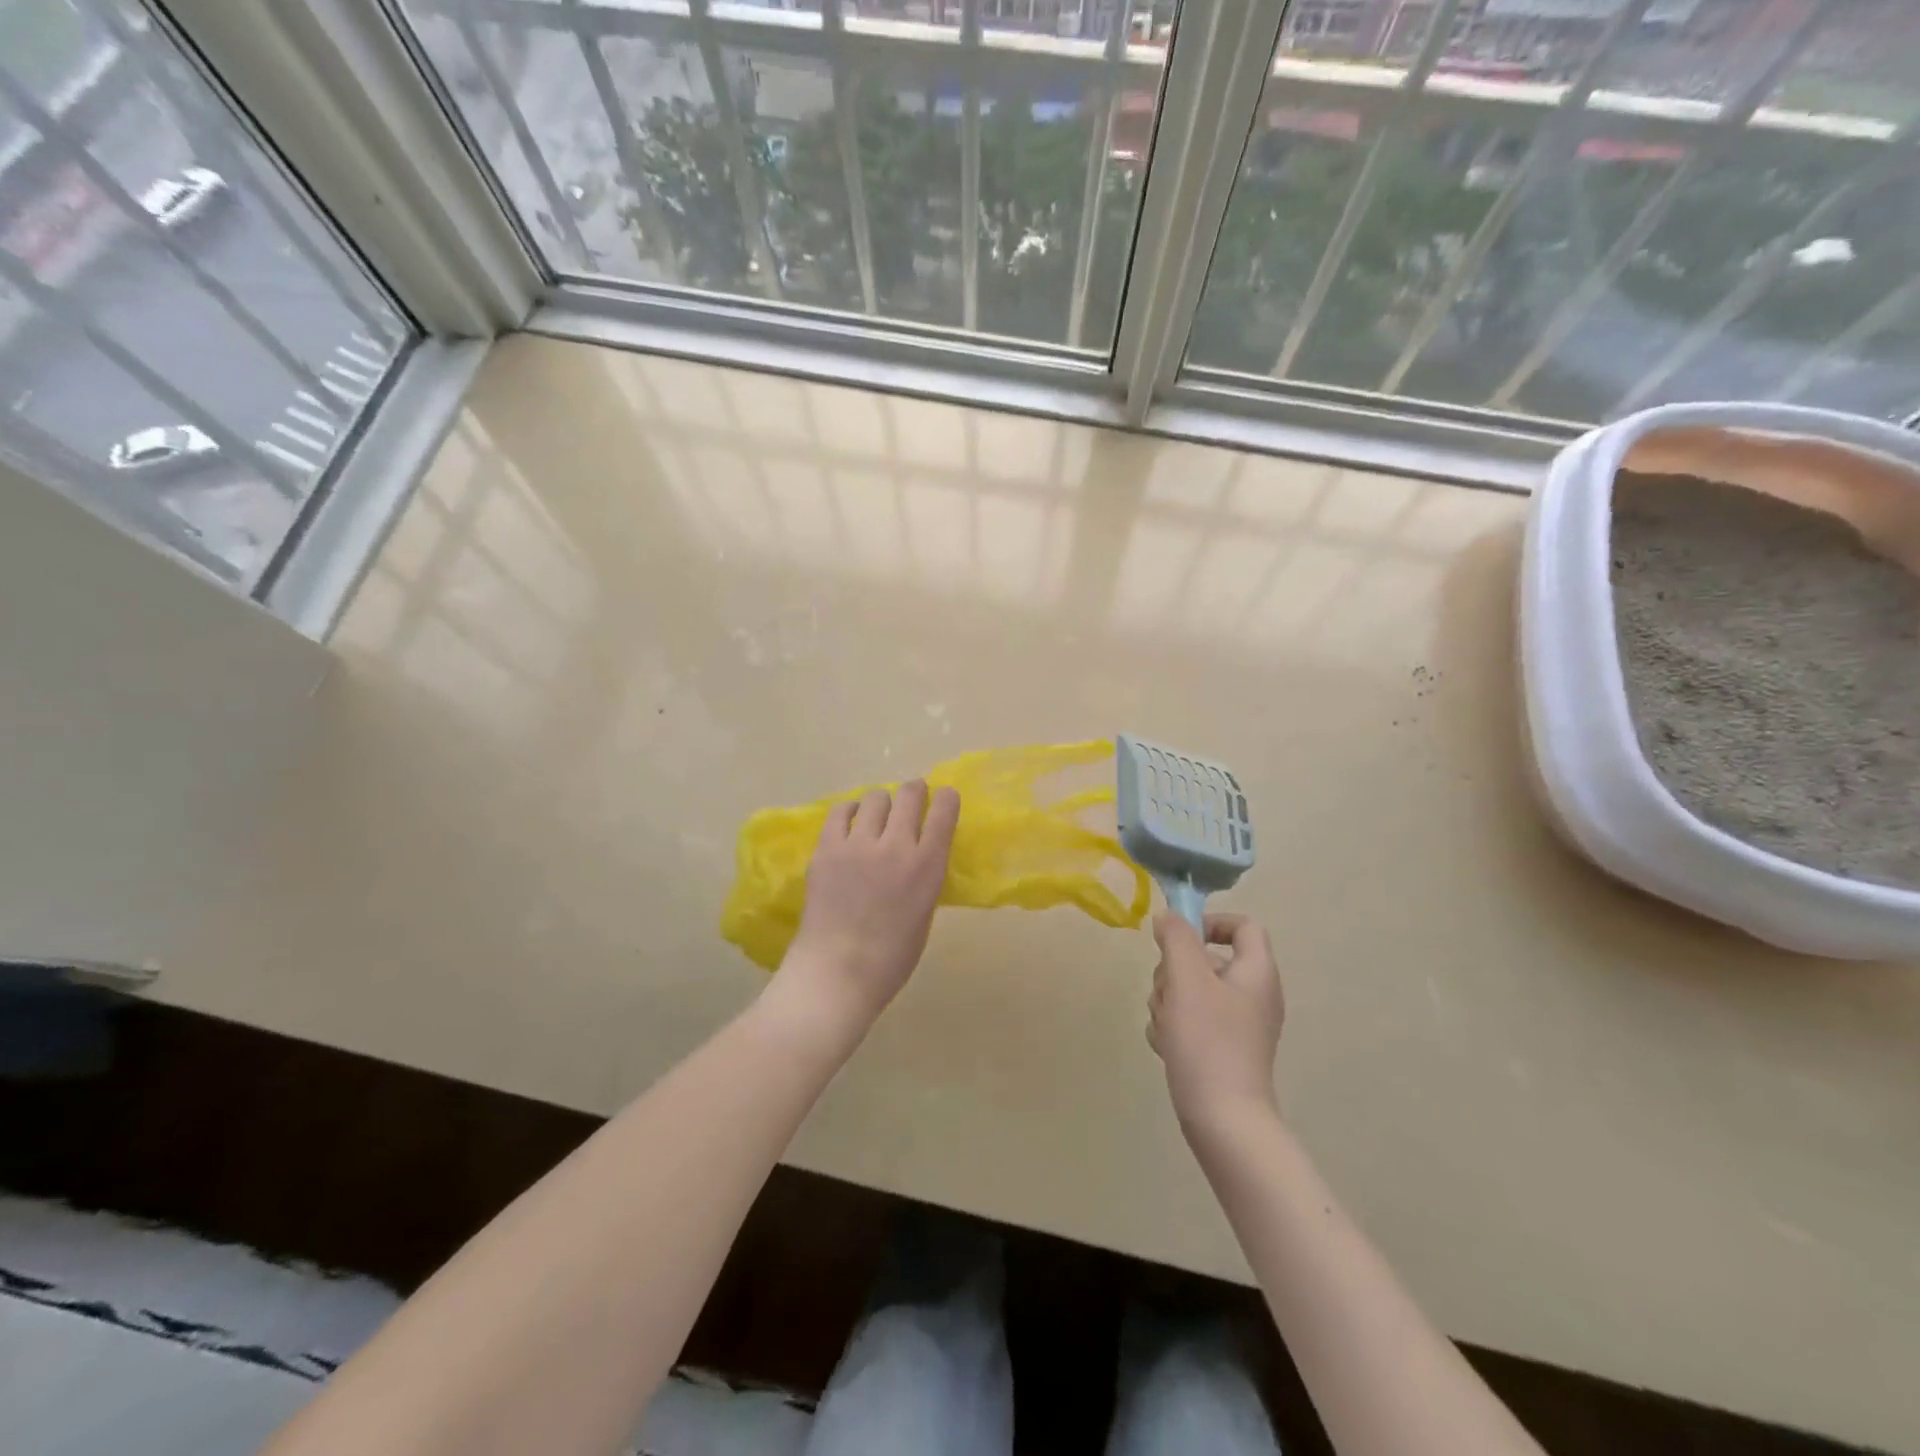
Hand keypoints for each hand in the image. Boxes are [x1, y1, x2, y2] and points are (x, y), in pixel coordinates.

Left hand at [779, 780, 960, 1035]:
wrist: (837, 973)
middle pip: (909, 794)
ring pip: (875, 797)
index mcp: (927, 866)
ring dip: (882, 804)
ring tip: (877, 818)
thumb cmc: (891, 957)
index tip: (944, 797)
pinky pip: (840, 811)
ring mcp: (857, 844)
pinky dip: (851, 812)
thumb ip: (924, 875)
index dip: (947, 798)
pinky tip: (851, 824)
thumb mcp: (924, 911)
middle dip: (915, 791)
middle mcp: (895, 846)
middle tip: (912, 799)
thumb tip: (919, 853)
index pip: (944, 812)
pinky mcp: (826, 848)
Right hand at [1147, 913, 1284, 1135]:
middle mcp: (1253, 994)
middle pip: (1207, 959)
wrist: (1223, 1120)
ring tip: (1167, 1026)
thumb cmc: (1209, 1041)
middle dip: (1174, 971)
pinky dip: (1175, 1027)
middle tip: (1167, 992)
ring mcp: (1238, 1025)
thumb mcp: (1187, 979)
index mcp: (1256, 972)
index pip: (1242, 926)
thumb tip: (1169, 917)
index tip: (1178, 938)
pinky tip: (1168, 1046)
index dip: (1209, 922)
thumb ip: (1176, 938)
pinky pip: (1191, 1021)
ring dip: (1169, 1001)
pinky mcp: (1223, 1049)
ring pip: (1191, 990)